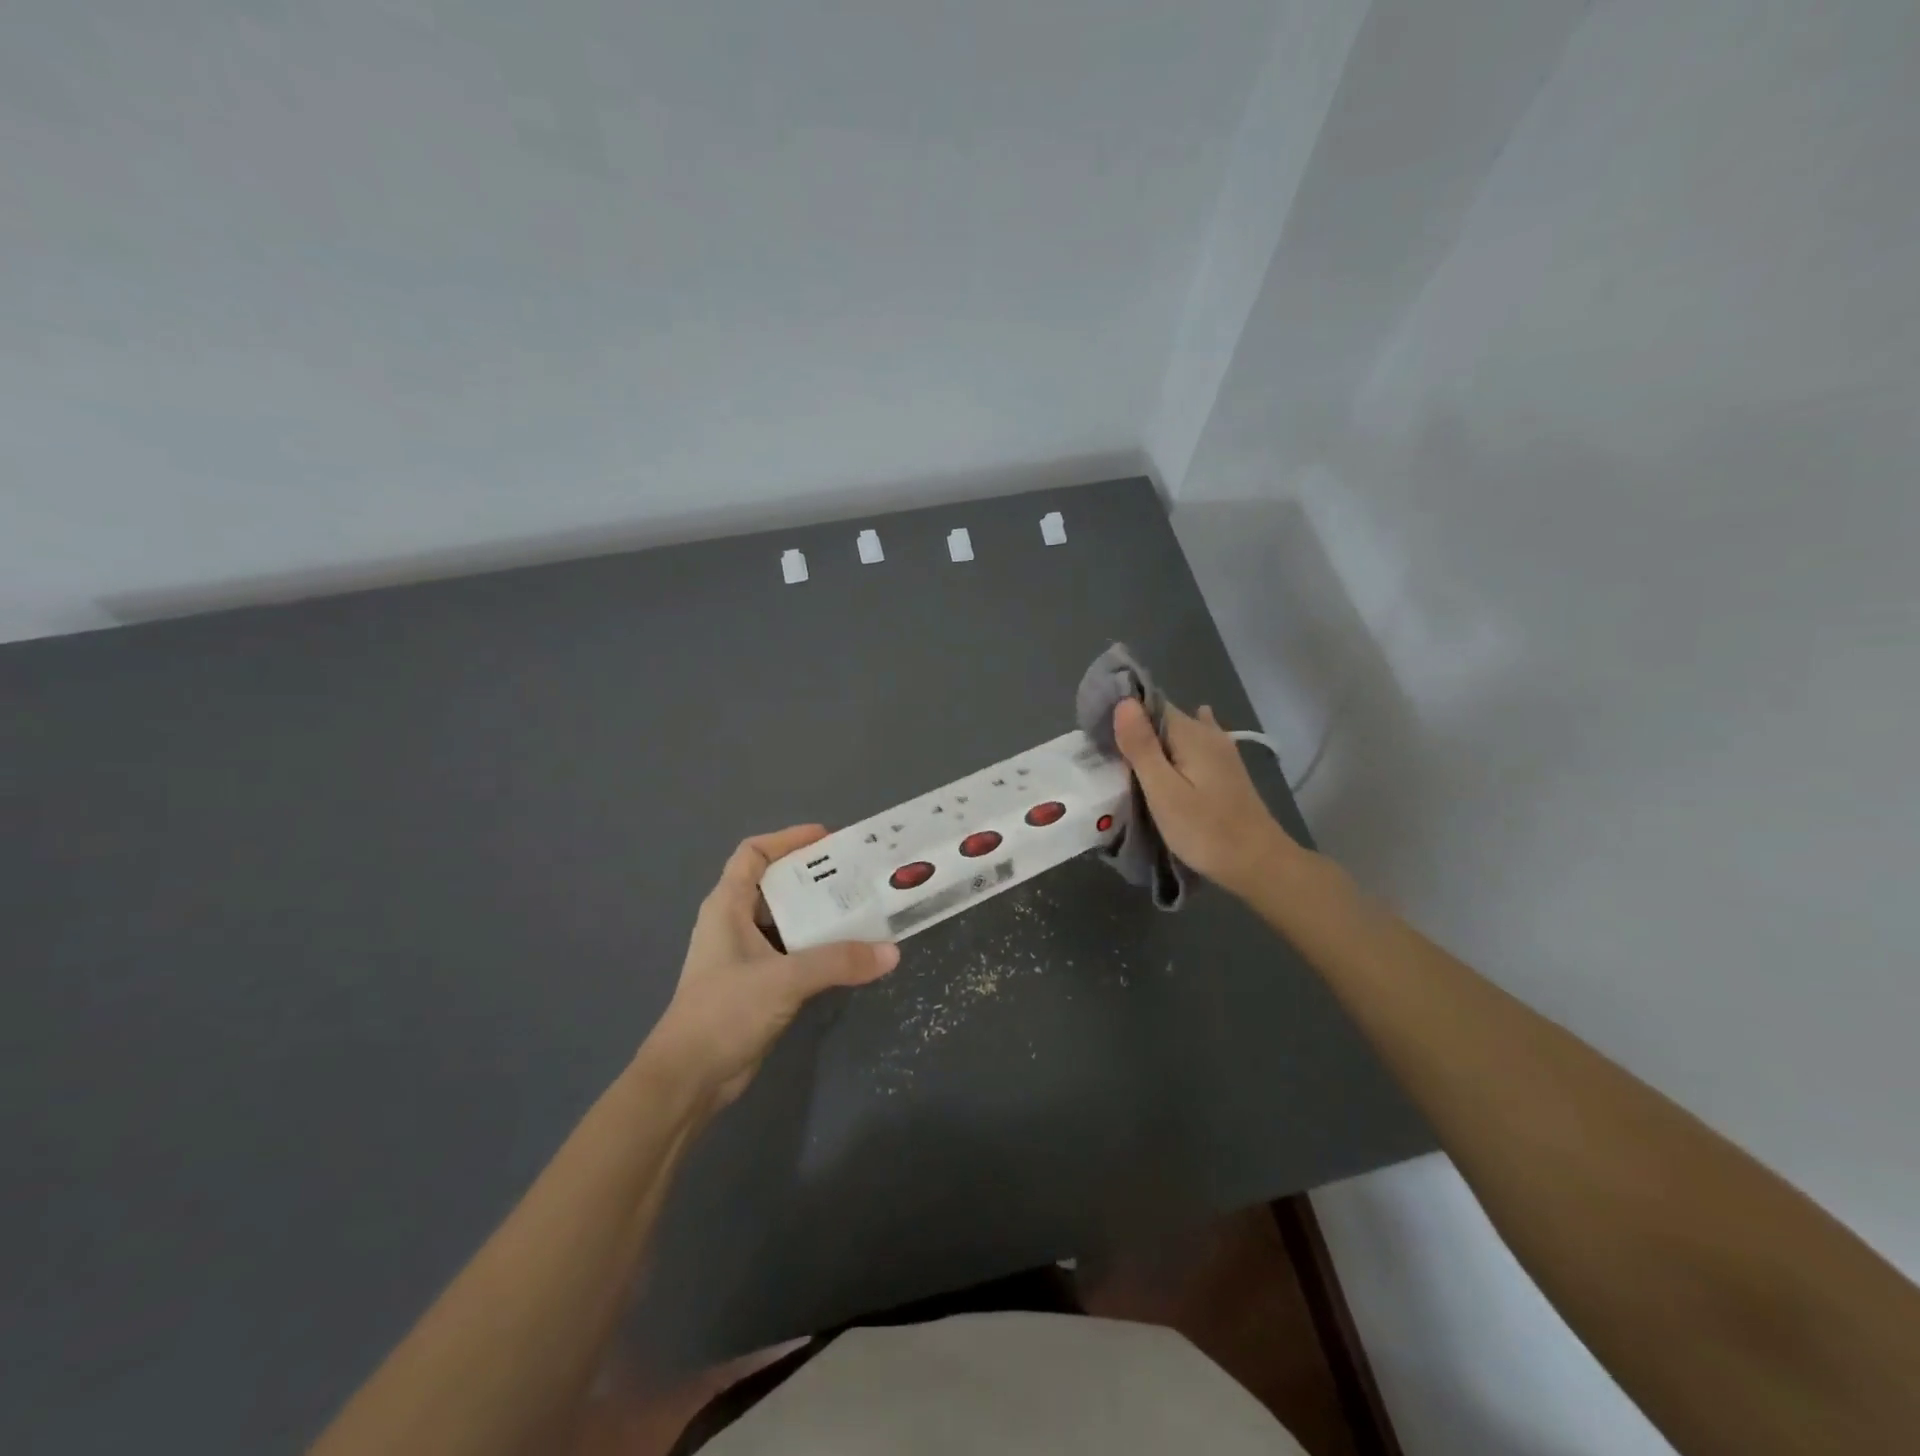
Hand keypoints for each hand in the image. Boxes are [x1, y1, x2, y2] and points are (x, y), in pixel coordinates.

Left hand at [645, 825, 898, 1105]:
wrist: (688, 1079)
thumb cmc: (724, 1012)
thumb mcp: (783, 979)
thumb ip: (838, 961)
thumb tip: (892, 952)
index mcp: (727, 906)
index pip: (753, 854)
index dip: (787, 839)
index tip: (827, 838)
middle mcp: (735, 923)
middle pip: (776, 885)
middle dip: (815, 876)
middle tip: (858, 874)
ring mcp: (746, 956)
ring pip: (788, 921)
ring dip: (821, 914)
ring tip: (864, 908)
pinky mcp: (758, 984)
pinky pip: (794, 952)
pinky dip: (820, 947)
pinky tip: (851, 952)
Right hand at [1111, 698, 1299, 899]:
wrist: (1259, 863)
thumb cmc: (1205, 830)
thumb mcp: (1163, 790)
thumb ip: (1141, 746)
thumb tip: (1123, 701)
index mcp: (1190, 733)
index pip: (1149, 704)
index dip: (1122, 713)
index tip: (1098, 735)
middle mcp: (1207, 733)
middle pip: (1163, 719)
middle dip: (1136, 730)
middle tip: (1107, 757)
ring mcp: (1222, 751)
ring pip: (1178, 734)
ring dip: (1154, 743)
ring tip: (1129, 762)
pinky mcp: (1227, 770)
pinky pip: (1195, 746)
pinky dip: (1177, 749)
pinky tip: (1174, 750)